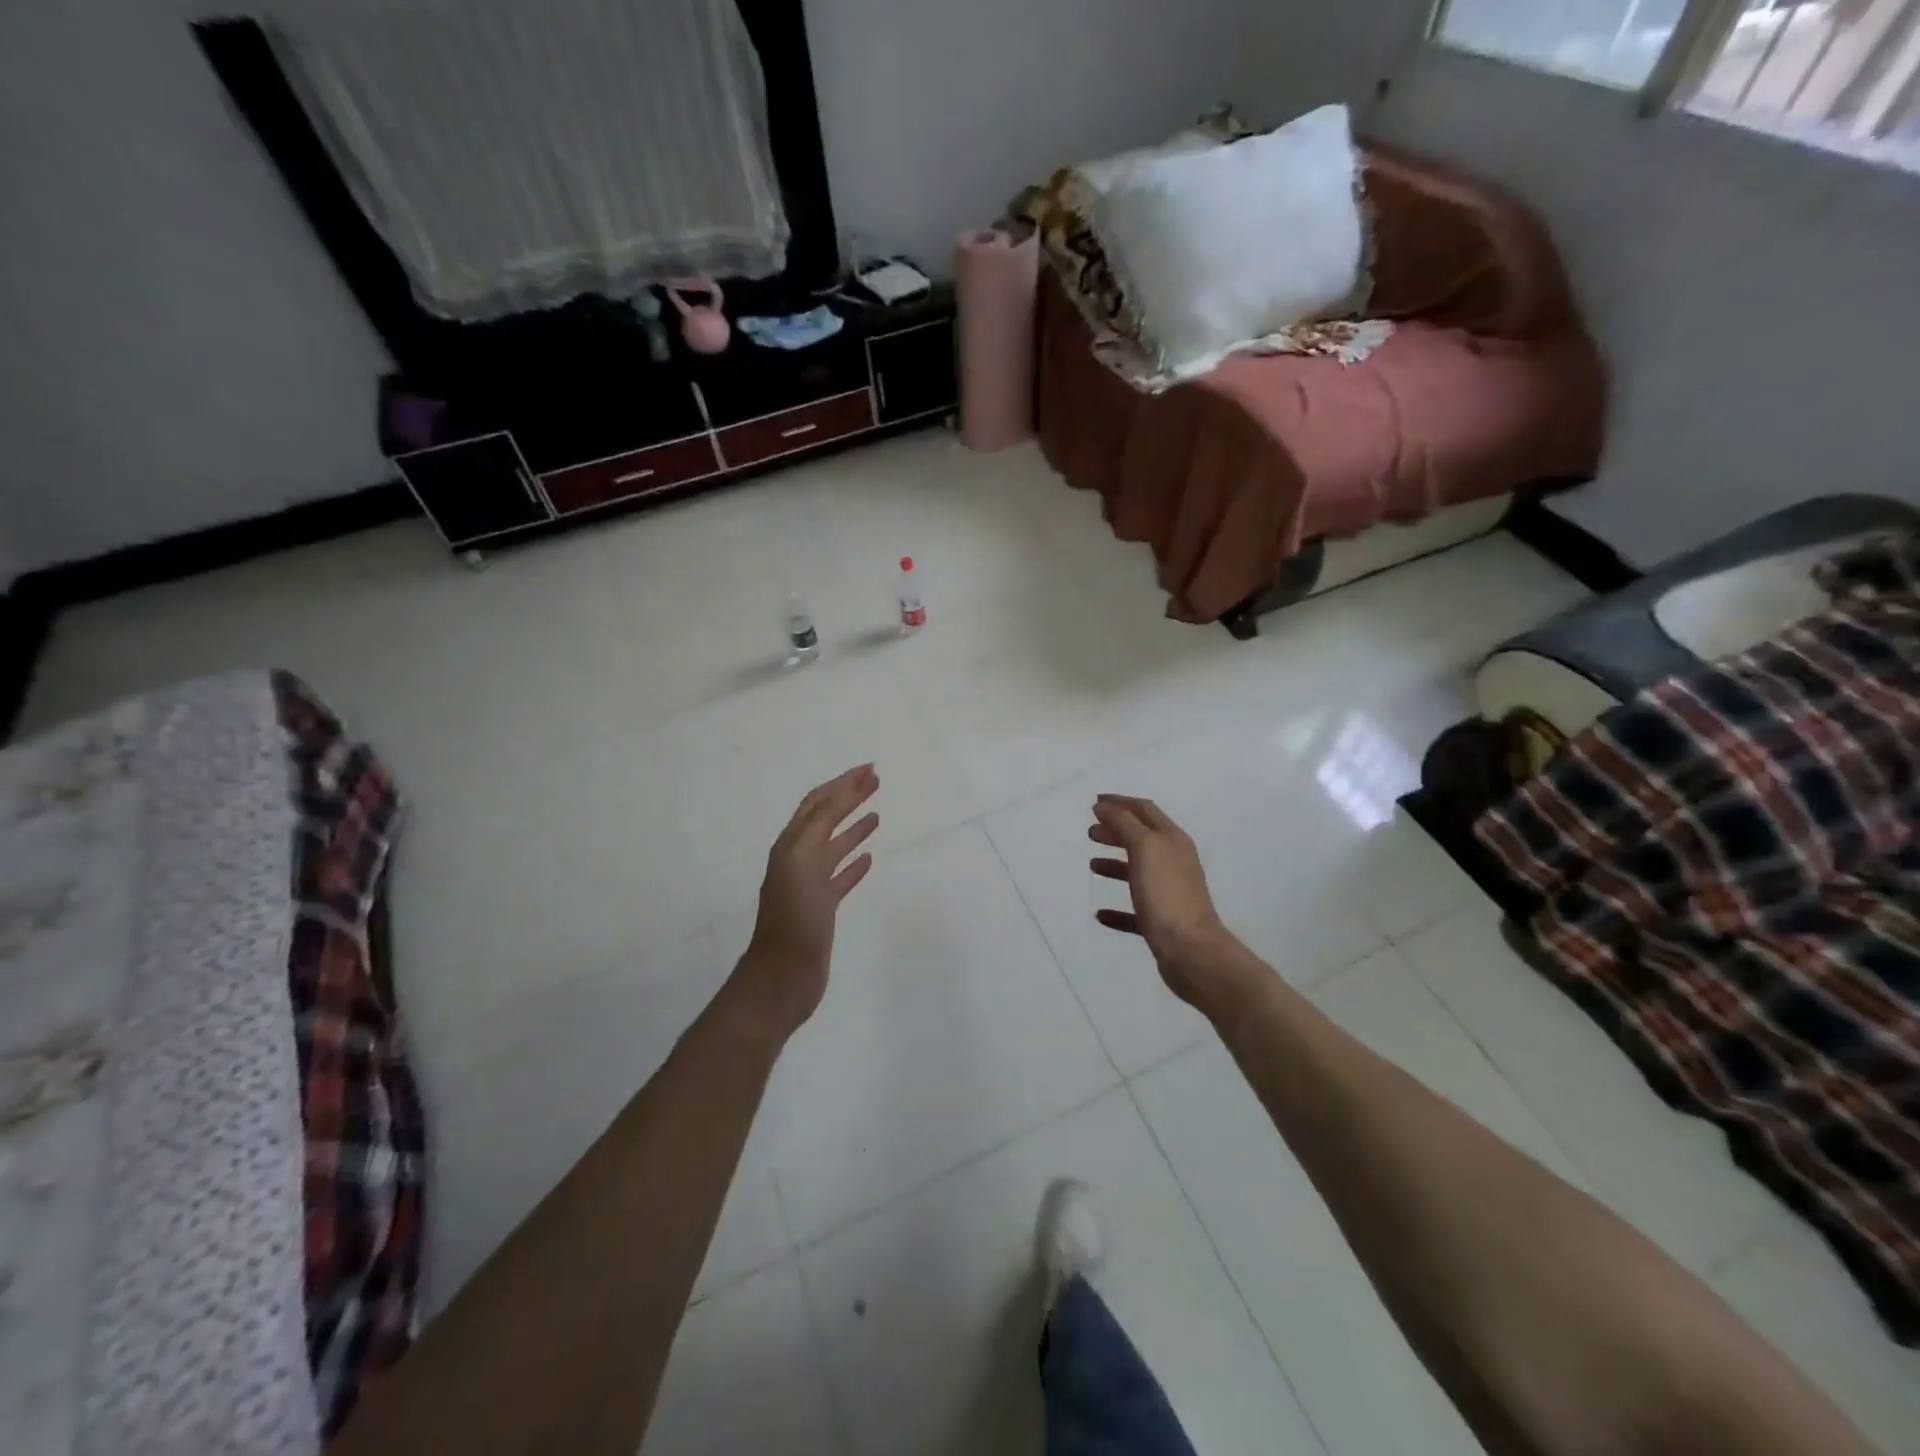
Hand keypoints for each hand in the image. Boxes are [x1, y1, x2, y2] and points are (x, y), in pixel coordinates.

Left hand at [727, 764, 879, 1042]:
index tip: (869, 769)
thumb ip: (818, 828)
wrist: (782, 977)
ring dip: (854, 827)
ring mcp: (810, 885)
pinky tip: (869, 859)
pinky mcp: (822, 908)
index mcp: (791, 846)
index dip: (842, 784)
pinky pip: (841, 878)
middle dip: (849, 797)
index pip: (818, 803)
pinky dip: (854, 864)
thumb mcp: (802, 865)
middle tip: (876, 781)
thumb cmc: (793, 922)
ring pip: (835, 847)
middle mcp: (799, 859)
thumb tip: (838, 794)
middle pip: (826, 819)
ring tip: (876, 814)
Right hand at [1089, 795, 1238, 1009]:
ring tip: (1092, 865)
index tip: (1094, 802)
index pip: (1144, 810)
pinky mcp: (1162, 923)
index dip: (1120, 802)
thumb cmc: (1166, 894)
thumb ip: (1123, 823)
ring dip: (1115, 865)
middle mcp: (1174, 862)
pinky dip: (1117, 908)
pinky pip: (1135, 910)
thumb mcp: (1144, 848)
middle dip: (1116, 831)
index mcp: (1172, 840)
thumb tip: (1104, 806)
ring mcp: (1169, 893)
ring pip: (1138, 872)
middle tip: (1090, 832)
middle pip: (1142, 839)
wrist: (1192, 952)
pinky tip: (1100, 914)